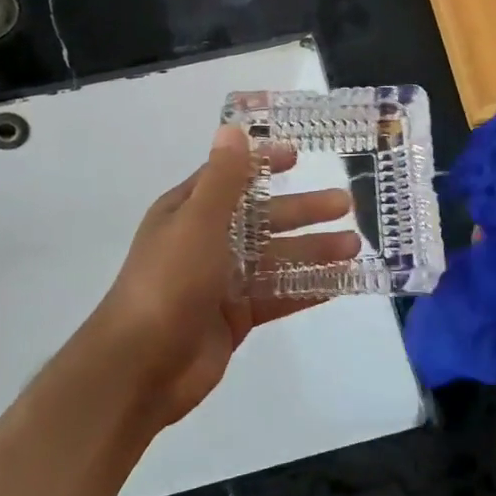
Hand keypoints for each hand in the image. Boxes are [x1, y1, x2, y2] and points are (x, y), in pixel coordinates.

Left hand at [89, 124, 360, 428]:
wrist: (141, 367)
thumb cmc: (169, 282)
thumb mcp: (198, 221)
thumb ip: (222, 179)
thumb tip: (231, 129)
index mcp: (188, 212)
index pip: (232, 178)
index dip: (263, 165)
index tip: (298, 156)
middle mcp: (206, 241)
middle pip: (262, 219)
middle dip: (302, 211)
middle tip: (345, 204)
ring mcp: (221, 282)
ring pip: (275, 258)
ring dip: (312, 250)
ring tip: (354, 246)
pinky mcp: (235, 316)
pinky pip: (277, 295)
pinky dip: (307, 288)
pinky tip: (341, 283)